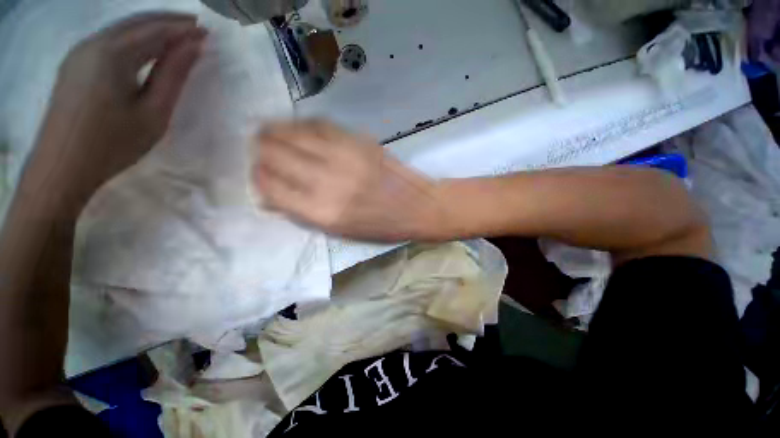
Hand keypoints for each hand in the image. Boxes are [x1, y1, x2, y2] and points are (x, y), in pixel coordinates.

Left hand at [33, 12, 205, 197]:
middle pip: (136, 22)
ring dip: (150, 27)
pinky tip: (145, 45)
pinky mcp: (74, 64)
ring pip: (121, 28)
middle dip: (168, 21)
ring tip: (176, 34)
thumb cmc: (113, 144)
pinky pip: (108, 40)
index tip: (207, 32)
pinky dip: (132, 37)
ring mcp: (79, 52)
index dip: (183, 29)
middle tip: (195, 27)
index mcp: (112, 54)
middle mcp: (92, 43)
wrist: (62, 168)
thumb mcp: (153, 113)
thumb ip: (173, 75)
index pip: (156, 31)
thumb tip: (192, 47)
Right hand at [252, 121, 445, 241]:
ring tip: (268, 132)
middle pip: (273, 154)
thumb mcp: (340, 232)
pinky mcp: (358, 140)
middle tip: (260, 151)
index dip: (258, 178)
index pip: (270, 187)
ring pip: (291, 133)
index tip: (259, 175)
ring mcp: (343, 156)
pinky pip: (318, 124)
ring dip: (273, 131)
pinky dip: (300, 124)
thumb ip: (304, 213)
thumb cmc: (380, 226)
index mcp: (322, 212)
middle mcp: (327, 181)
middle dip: (260, 152)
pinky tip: (297, 128)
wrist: (417, 206)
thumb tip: (270, 197)